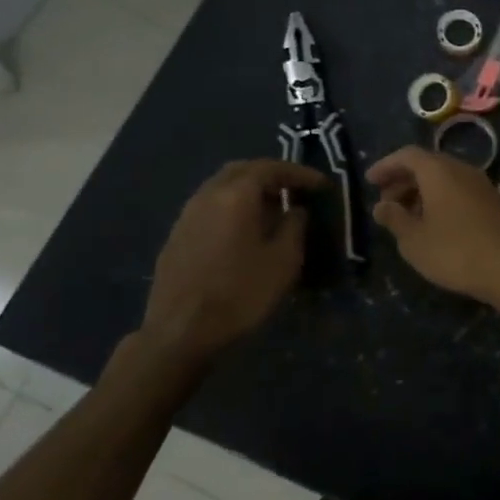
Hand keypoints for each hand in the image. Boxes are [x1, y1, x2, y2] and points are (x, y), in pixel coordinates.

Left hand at [140, 159, 327, 371]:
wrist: (181, 331)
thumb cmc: (241, 293)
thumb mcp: (284, 260)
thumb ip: (294, 226)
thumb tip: (295, 209)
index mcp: (236, 195)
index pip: (271, 168)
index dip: (300, 173)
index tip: (322, 184)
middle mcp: (208, 195)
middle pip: (242, 170)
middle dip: (271, 174)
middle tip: (295, 189)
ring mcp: (187, 215)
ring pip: (222, 187)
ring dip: (249, 190)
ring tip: (273, 208)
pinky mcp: (177, 235)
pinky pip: (210, 206)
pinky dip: (232, 206)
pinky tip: (244, 229)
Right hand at [367, 147, 499, 309]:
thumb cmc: (455, 252)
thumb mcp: (414, 240)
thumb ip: (394, 218)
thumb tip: (382, 205)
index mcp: (439, 171)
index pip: (407, 155)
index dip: (386, 166)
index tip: (370, 181)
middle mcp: (462, 170)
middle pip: (428, 164)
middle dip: (403, 180)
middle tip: (386, 202)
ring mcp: (482, 185)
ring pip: (445, 179)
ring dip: (422, 192)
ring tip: (406, 217)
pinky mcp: (494, 203)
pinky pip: (459, 191)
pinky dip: (441, 200)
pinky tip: (434, 225)